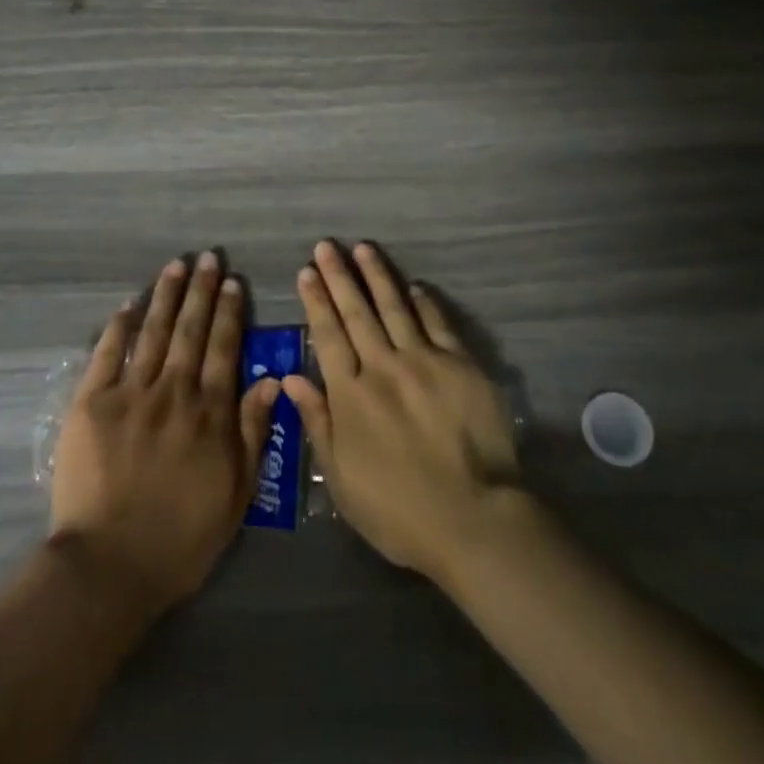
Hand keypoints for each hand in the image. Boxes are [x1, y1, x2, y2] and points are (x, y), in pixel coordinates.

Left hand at [50, 251, 280, 616]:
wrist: (109, 565)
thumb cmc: (181, 538)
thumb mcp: (236, 494)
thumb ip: (253, 433)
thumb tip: (272, 380)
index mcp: (210, 412)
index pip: (225, 349)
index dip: (230, 313)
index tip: (233, 283)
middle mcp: (174, 391)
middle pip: (191, 331)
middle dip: (202, 291)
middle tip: (208, 258)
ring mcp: (131, 393)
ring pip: (154, 332)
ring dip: (167, 296)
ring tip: (177, 266)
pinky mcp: (92, 403)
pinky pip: (108, 354)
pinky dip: (120, 327)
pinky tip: (129, 305)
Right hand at [283, 241, 521, 583]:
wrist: (472, 517)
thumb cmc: (398, 510)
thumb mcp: (341, 478)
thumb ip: (317, 422)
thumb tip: (291, 378)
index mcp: (351, 395)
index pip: (328, 335)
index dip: (316, 301)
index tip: (307, 271)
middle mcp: (382, 367)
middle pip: (356, 312)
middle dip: (339, 276)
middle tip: (327, 245)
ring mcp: (423, 361)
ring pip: (394, 307)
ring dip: (377, 276)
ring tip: (363, 248)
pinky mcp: (459, 364)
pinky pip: (437, 323)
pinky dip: (423, 302)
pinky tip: (415, 285)